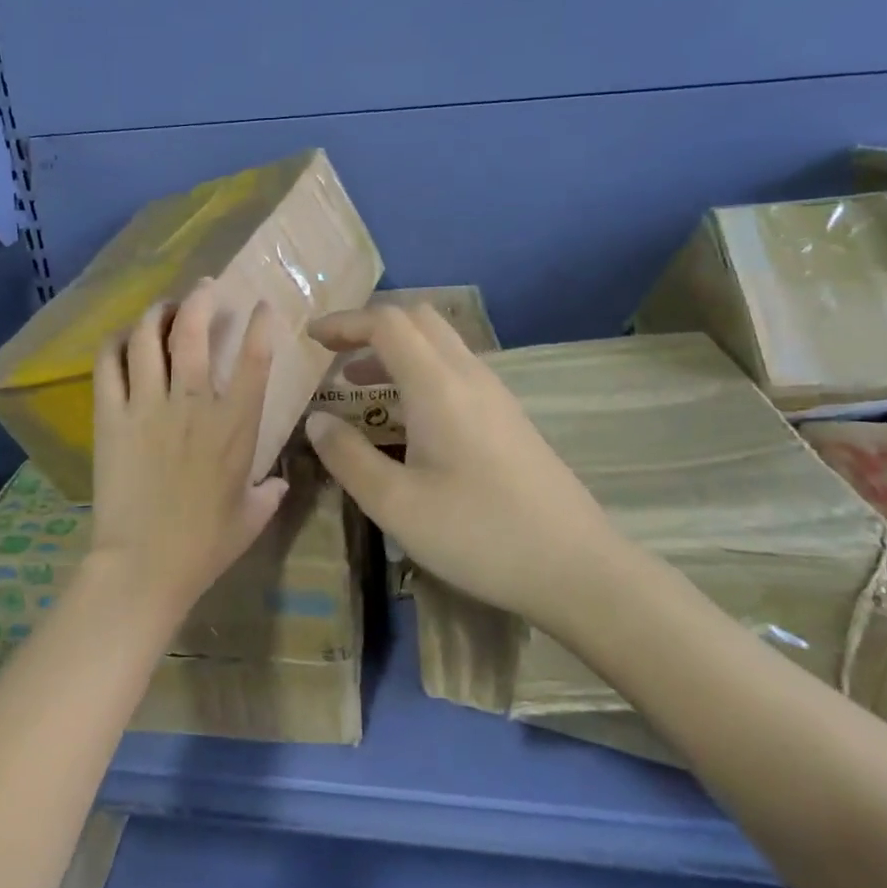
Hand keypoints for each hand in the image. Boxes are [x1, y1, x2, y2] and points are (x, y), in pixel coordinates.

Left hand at [89, 280, 289, 624]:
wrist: (143, 565)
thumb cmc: (204, 545)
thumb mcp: (251, 518)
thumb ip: (269, 493)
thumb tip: (278, 482)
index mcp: (235, 425)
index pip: (256, 358)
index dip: (261, 324)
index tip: (261, 306)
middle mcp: (193, 403)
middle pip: (194, 329)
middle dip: (201, 299)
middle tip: (204, 289)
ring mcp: (147, 405)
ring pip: (149, 336)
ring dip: (158, 312)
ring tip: (163, 308)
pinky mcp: (111, 416)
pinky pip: (109, 362)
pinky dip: (117, 342)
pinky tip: (124, 339)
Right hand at [304, 305, 624, 630]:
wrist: (576, 567)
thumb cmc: (478, 534)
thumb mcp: (396, 504)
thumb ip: (348, 457)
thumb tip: (317, 422)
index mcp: (439, 386)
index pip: (387, 323)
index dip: (344, 322)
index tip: (310, 339)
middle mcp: (470, 376)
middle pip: (417, 320)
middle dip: (370, 328)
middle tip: (334, 357)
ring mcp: (495, 395)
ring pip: (440, 344)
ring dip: (396, 351)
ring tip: (359, 387)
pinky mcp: (509, 418)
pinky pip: (456, 371)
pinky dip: (420, 372)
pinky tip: (406, 418)